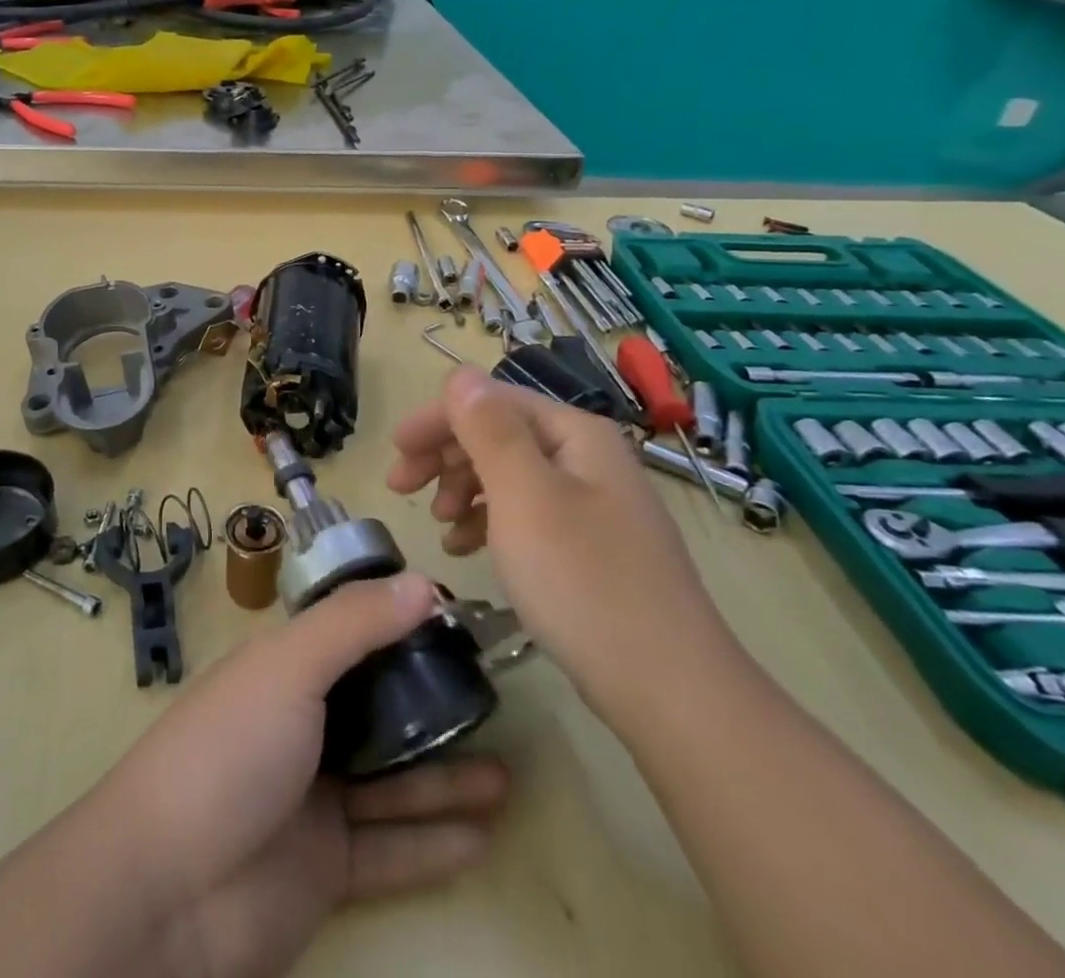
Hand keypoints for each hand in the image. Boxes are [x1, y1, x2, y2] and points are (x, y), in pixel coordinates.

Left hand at [106, 572, 508, 977]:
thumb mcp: (290, 667)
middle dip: (429, 703)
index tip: (456, 621)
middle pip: (376, 707)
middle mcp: (300, 725)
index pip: (349, 635)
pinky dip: (436, 840)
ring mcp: (313, 798)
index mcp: (284, 670)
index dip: (398, 624)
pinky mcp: (326, 867)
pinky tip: (486, 832)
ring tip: (507, 772)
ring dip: (445, 776)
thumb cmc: (230, 749)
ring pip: (392, 781)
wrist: (167, 889)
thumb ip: (355, 624)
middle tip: (489, 701)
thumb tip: (423, 581)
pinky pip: (393, 849)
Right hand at [387, 366, 742, 731]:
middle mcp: (587, 458)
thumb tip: (460, 374)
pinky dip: (489, 523)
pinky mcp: (590, 548)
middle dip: (446, 455)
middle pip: (499, 435)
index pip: (492, 402)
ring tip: (439, 525)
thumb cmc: (583, 581)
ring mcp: (592, 505)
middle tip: (402, 489)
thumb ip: (488, 429)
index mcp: (575, 434)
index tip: (395, 453)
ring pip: (509, 476)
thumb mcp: (524, 496)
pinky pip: (525, 515)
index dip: (437, 420)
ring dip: (463, 490)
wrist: (670, 691)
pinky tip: (466, 549)